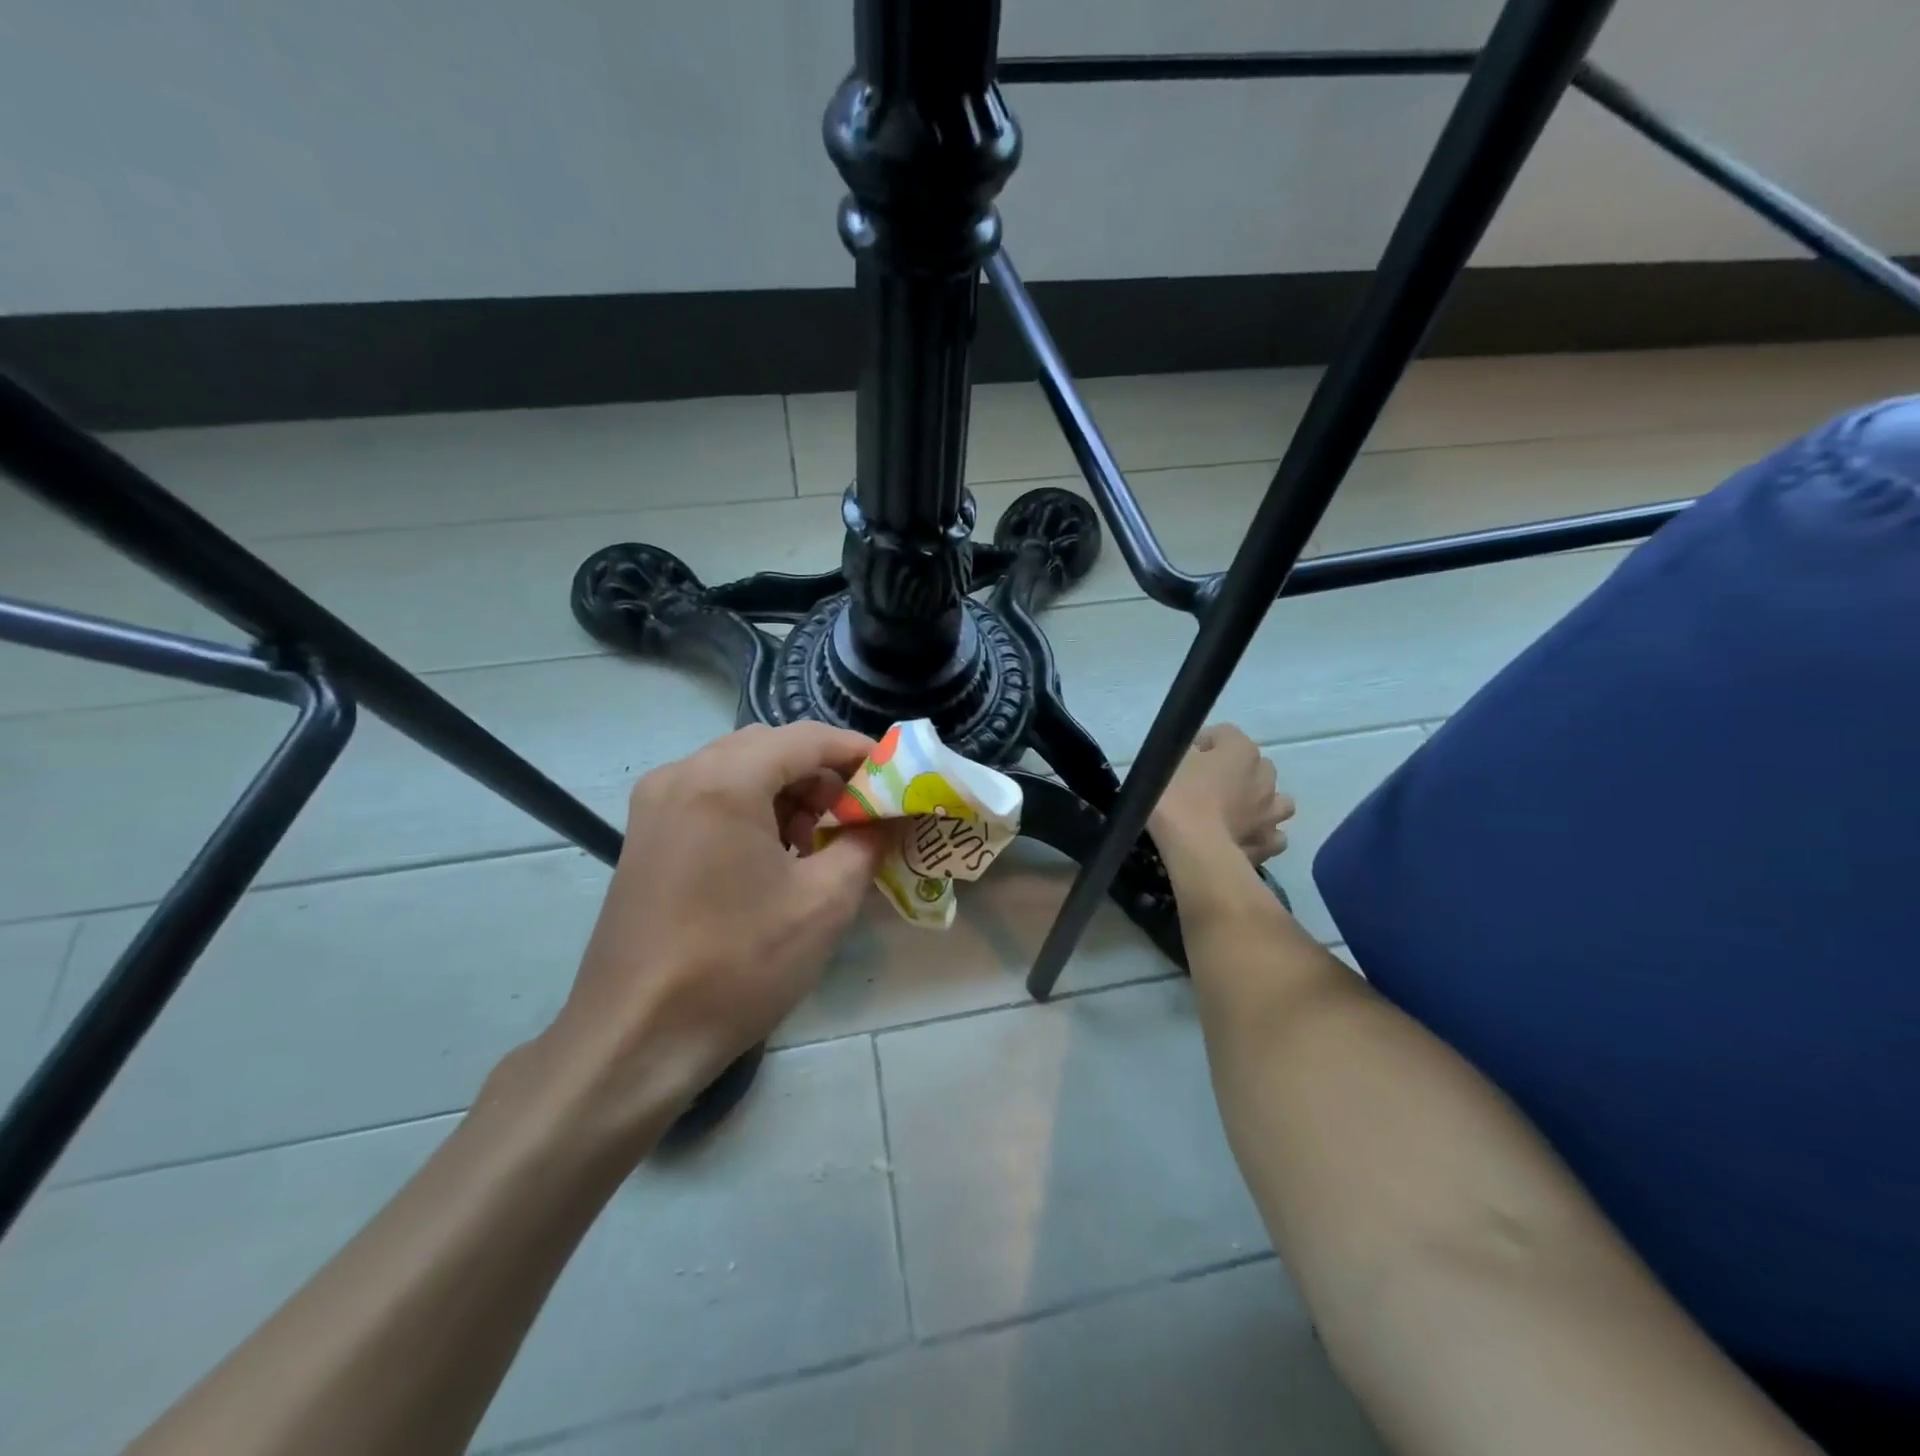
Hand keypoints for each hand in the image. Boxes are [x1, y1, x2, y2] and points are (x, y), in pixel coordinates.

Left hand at [546, 723, 895, 1131]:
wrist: (635, 1037)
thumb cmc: (738, 964)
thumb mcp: (824, 903)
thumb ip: (866, 844)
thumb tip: (889, 819)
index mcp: (724, 781)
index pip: (806, 738)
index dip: (856, 751)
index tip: (893, 776)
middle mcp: (681, 775)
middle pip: (769, 747)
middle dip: (820, 773)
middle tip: (855, 815)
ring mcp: (655, 805)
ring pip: (738, 770)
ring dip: (785, 792)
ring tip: (815, 843)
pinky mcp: (644, 836)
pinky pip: (710, 797)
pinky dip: (751, 810)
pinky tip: (771, 857)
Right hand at [1151, 723, 1294, 862]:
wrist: (1194, 849)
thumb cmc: (1177, 798)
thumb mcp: (1166, 764)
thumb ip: (1182, 754)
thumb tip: (1191, 757)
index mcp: (1240, 750)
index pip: (1224, 734)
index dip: (1203, 744)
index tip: (1184, 758)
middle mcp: (1264, 777)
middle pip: (1256, 765)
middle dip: (1238, 771)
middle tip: (1210, 785)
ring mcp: (1271, 812)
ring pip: (1278, 801)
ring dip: (1261, 803)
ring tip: (1238, 813)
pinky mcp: (1269, 843)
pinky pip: (1274, 836)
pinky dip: (1262, 835)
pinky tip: (1245, 839)